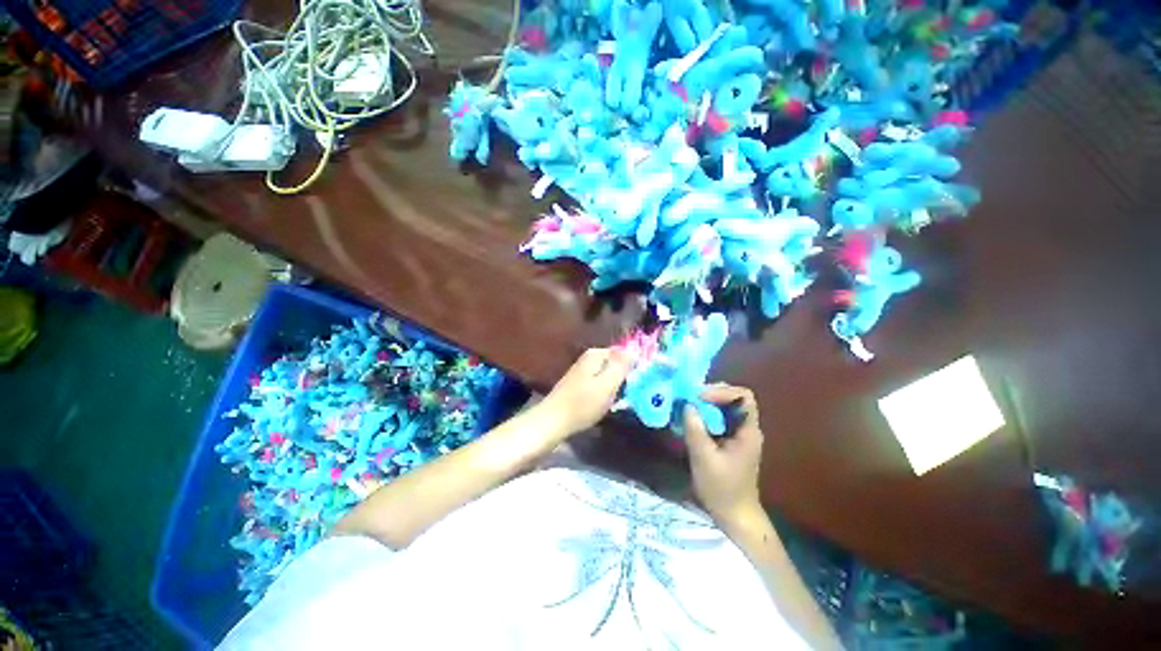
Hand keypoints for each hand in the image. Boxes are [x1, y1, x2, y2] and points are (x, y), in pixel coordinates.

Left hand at [538, 348, 630, 437]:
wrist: (553, 421)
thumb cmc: (583, 403)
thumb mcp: (607, 384)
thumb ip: (621, 365)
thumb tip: (633, 350)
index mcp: (596, 354)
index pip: (623, 353)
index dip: (633, 366)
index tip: (639, 382)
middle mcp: (588, 358)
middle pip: (615, 364)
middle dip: (624, 377)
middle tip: (630, 394)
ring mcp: (582, 371)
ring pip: (607, 375)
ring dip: (615, 387)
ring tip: (620, 401)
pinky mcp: (578, 385)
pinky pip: (599, 384)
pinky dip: (604, 393)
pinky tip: (605, 404)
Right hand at [684, 384, 764, 527]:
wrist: (734, 515)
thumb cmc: (722, 489)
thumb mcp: (704, 459)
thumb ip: (695, 430)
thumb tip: (687, 405)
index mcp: (748, 431)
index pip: (743, 397)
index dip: (722, 391)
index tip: (699, 397)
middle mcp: (746, 428)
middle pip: (734, 398)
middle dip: (711, 394)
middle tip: (690, 397)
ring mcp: (739, 434)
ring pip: (725, 407)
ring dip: (706, 403)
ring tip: (687, 405)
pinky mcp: (730, 441)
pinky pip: (719, 418)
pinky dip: (705, 414)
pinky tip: (690, 419)